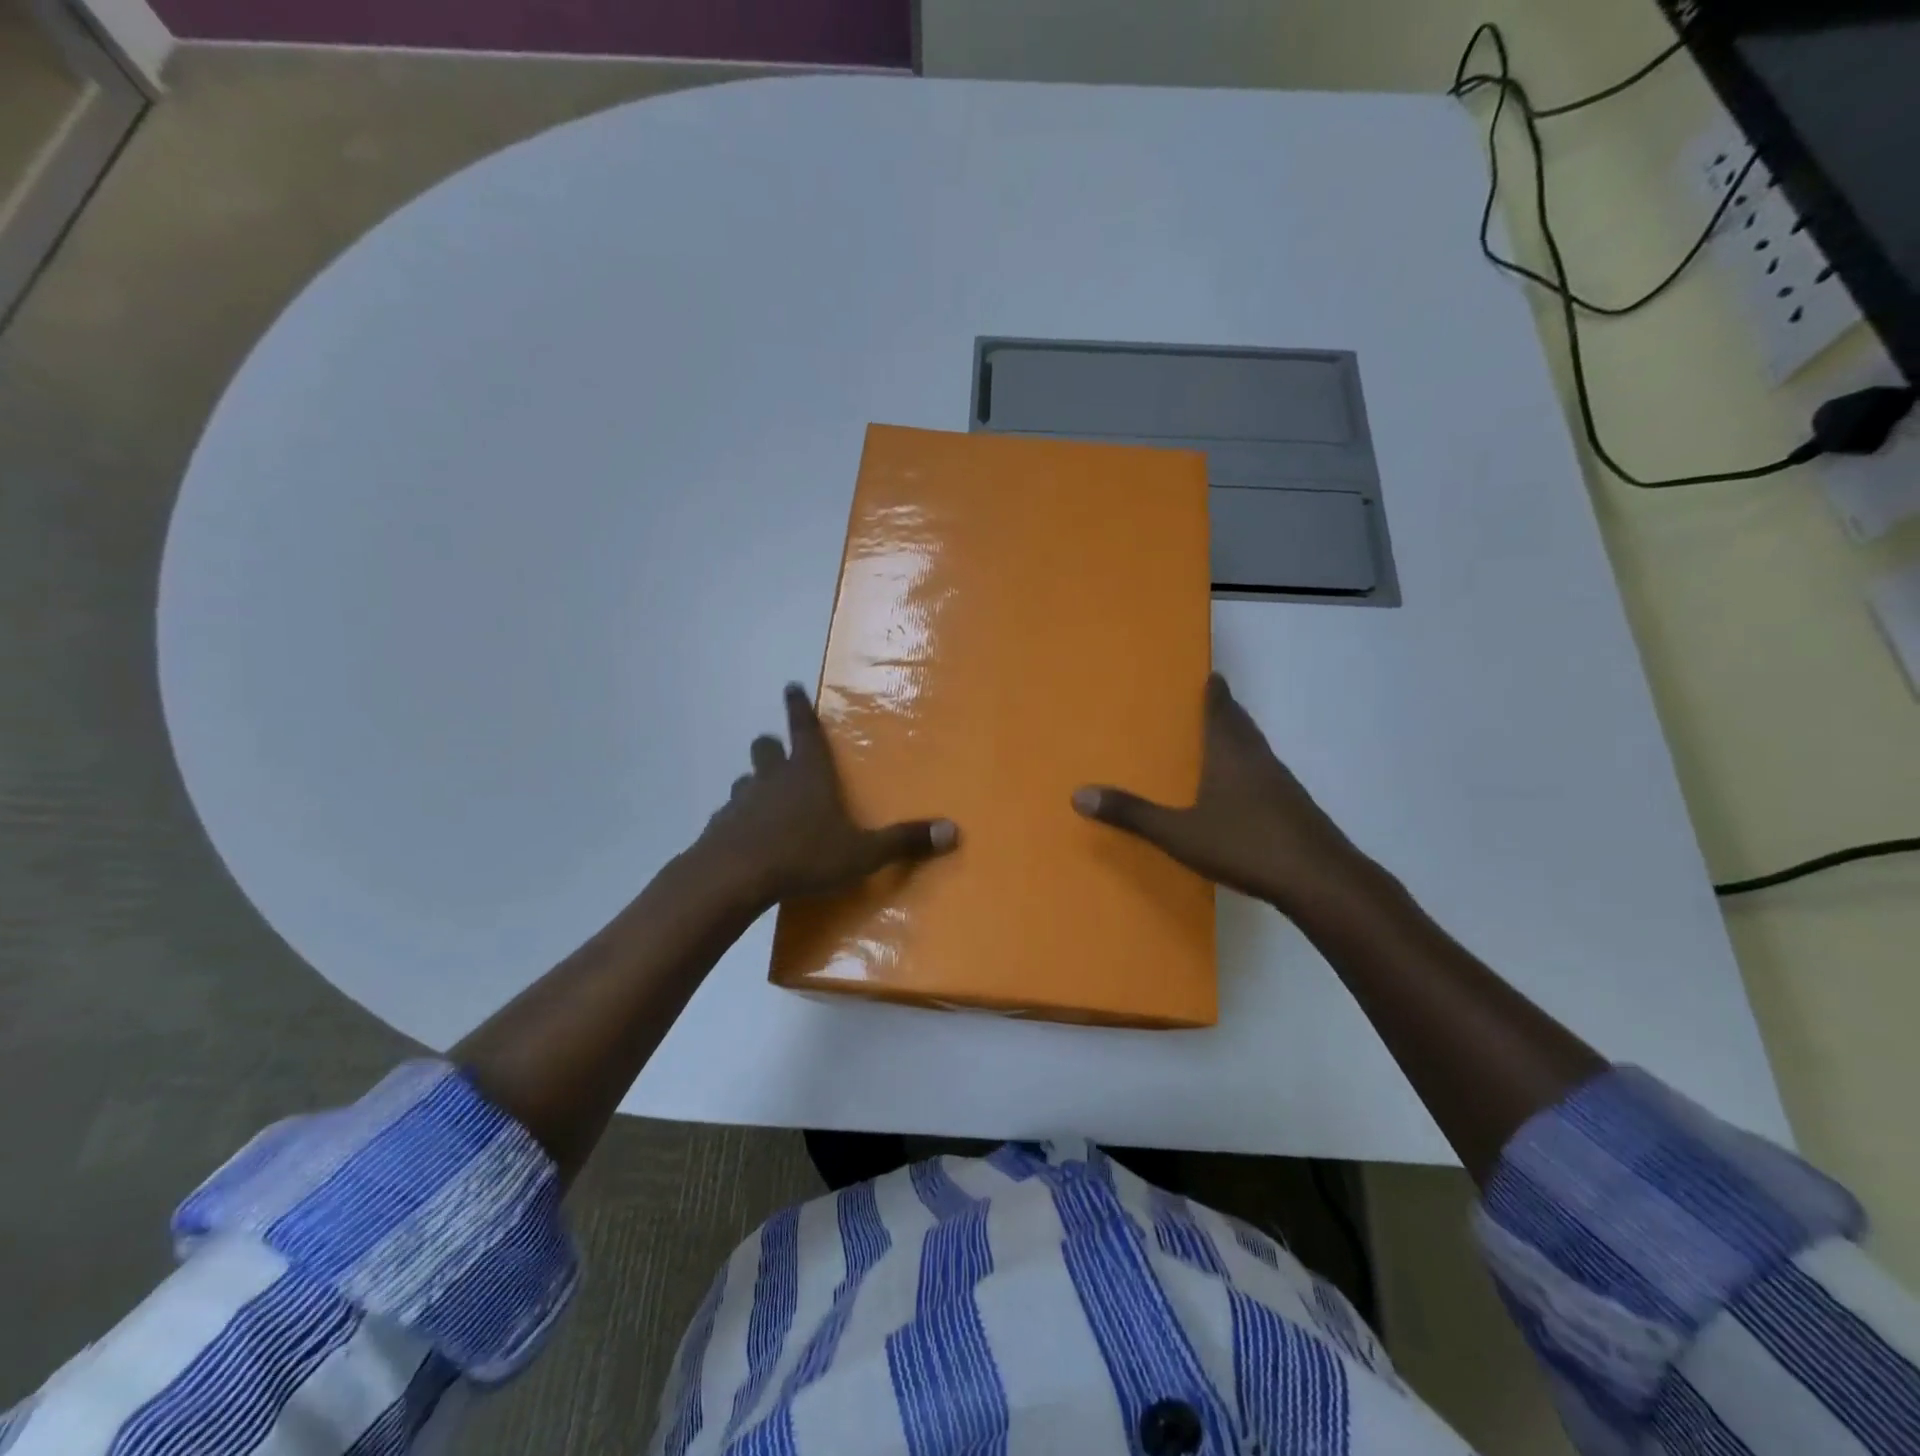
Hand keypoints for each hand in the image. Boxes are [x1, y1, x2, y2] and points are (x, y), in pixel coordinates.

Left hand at [694, 684, 957, 910]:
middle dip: (773, 746)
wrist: (734, 878)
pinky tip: (746, 838)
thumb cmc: (804, 855)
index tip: (790, 687)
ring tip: (765, 799)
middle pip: (766, 748)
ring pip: (746, 780)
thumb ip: (904, 841)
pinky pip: (730, 814)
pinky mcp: (719, 827)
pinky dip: (739, 819)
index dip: (798, 707)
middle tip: (779, 751)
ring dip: (756, 784)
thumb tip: (953, 831)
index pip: (804, 729)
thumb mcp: (862, 852)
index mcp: (808, 772)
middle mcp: (773, 778)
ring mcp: (741, 801)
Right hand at [1072, 673, 1374, 915]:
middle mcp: (1259, 761)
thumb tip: (1079, 794)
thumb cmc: (1246, 845)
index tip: (1211, 675)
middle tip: (1211, 701)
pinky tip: (1242, 792)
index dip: (1215, 693)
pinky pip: (1267, 776)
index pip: (1222, 711)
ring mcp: (1282, 785)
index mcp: (1231, 755)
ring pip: (1257, 751)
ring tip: (1220, 742)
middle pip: (1242, 726)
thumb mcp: (1179, 833)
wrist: (1319, 880)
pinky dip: (1251, 770)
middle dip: (1227, 712)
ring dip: (1240, 741)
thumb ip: (1132, 814)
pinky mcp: (1296, 810)